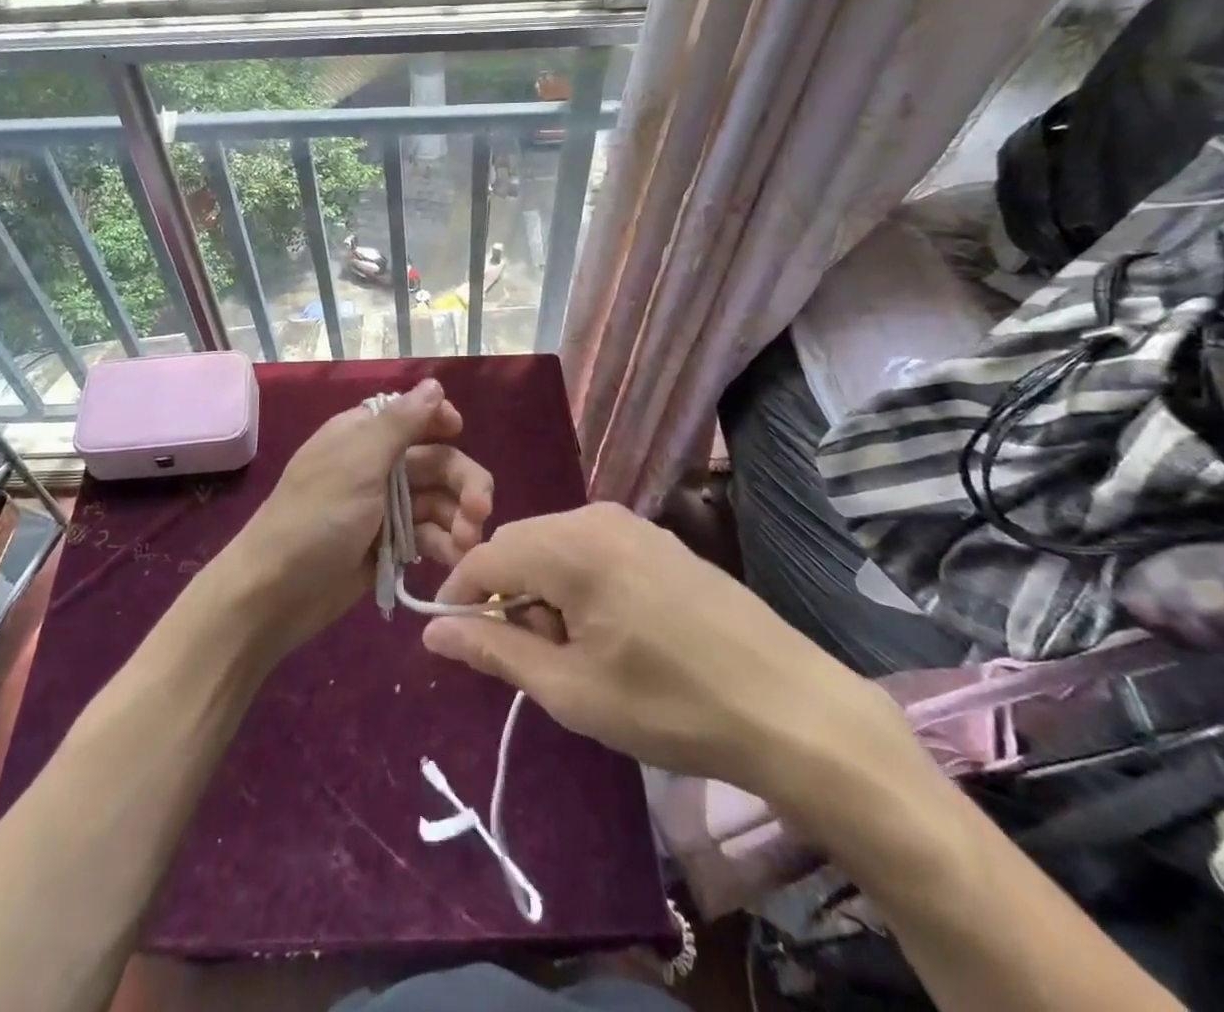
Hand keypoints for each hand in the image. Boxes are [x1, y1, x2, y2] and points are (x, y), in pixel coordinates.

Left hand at [212, 379, 493, 660]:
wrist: (274, 594)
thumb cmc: (315, 519)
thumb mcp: (357, 464)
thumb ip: (399, 423)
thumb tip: (435, 383)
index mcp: (363, 435)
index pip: (413, 415)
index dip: (441, 422)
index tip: (460, 434)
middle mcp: (377, 465)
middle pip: (437, 461)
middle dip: (463, 483)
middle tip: (480, 513)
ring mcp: (385, 507)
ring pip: (439, 501)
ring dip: (459, 518)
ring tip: (466, 546)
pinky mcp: (390, 545)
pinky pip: (429, 535)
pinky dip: (445, 544)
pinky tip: (454, 560)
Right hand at [419, 504, 925, 801]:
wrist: (791, 707)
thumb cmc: (669, 704)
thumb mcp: (570, 689)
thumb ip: (495, 650)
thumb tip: (432, 631)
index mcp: (570, 545)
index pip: (485, 555)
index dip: (459, 595)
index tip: (454, 639)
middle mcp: (595, 516)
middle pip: (519, 545)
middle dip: (504, 594)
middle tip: (522, 655)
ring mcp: (632, 523)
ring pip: (554, 545)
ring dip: (540, 590)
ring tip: (566, 650)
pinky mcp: (657, 539)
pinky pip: (590, 548)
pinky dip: (574, 582)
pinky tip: (604, 629)